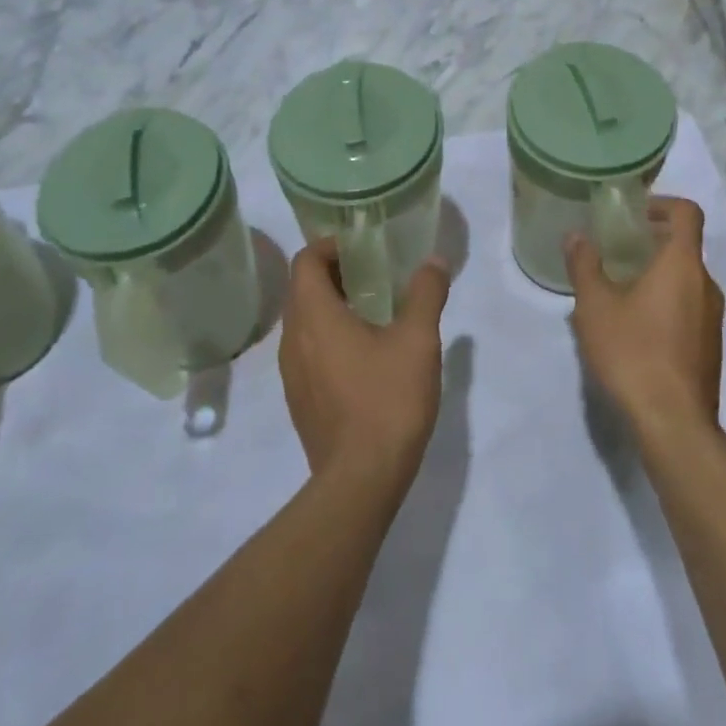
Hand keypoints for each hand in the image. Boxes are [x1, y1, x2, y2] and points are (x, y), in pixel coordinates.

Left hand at [280, 239, 450, 486]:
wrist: (360, 480)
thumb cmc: (387, 399)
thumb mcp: (418, 340)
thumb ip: (426, 293)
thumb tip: (434, 261)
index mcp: (314, 316)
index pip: (306, 261)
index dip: (331, 245)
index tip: (363, 247)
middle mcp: (293, 340)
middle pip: (303, 289)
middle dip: (336, 273)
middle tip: (375, 273)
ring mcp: (291, 374)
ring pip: (304, 322)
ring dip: (332, 306)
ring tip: (374, 310)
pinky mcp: (300, 400)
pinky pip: (308, 351)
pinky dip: (329, 337)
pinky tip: (365, 354)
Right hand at [565, 198, 725, 443]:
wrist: (673, 424)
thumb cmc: (633, 353)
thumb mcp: (595, 306)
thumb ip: (584, 265)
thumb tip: (576, 236)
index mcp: (683, 265)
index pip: (688, 213)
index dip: (662, 203)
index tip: (632, 214)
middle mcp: (706, 285)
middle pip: (684, 246)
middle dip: (650, 242)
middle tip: (614, 251)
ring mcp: (713, 318)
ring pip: (685, 280)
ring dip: (656, 274)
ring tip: (616, 292)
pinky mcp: (710, 347)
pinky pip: (688, 308)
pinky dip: (664, 302)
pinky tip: (632, 328)